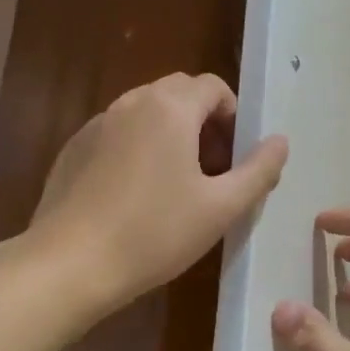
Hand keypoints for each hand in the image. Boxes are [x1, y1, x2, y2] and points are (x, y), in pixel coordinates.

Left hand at [28, 73, 287, 313]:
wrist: (69, 264)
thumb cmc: (154, 234)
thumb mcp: (220, 208)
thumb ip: (258, 170)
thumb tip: (280, 141)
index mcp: (169, 108)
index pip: (213, 87)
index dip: (233, 117)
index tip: (234, 158)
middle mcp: (130, 103)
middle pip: (178, 94)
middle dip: (203, 123)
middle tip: (211, 171)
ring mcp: (96, 124)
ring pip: (145, 113)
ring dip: (170, 134)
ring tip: (175, 185)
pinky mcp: (74, 148)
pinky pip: (117, 133)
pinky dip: (137, 148)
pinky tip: (134, 196)